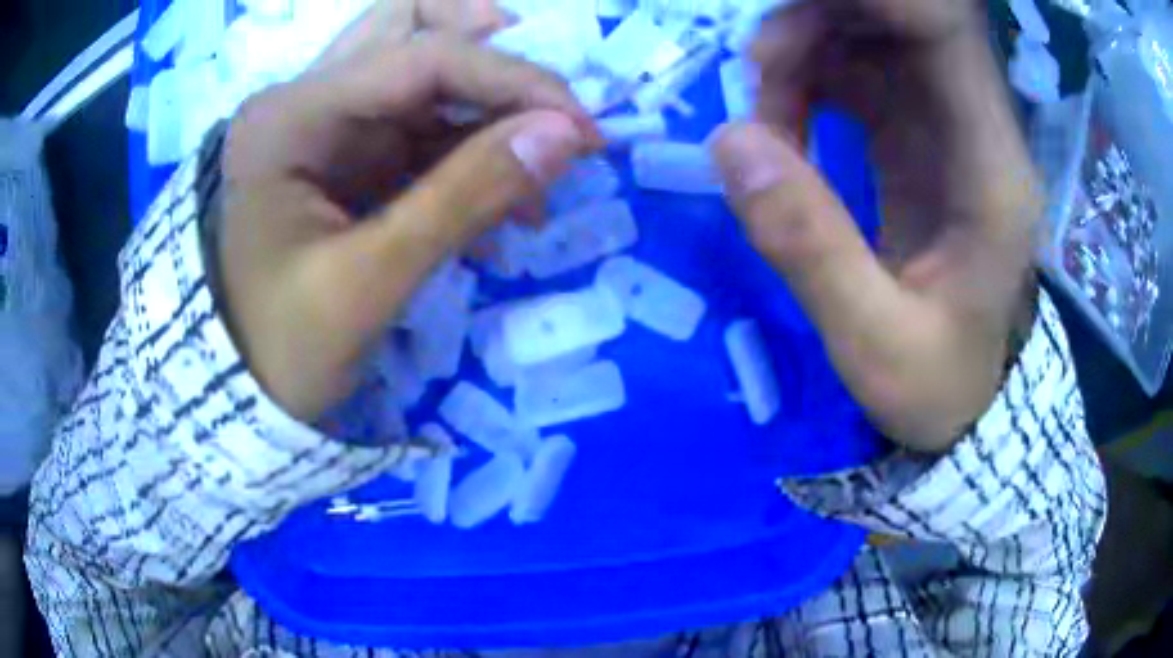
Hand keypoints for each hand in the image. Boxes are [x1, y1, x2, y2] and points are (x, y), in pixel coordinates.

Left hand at [219, 0, 599, 421]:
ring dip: (489, 108)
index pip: (423, 58)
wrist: (243, 393)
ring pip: (423, 70)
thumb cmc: (283, 349)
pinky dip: (470, 149)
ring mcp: (325, 122)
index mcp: (290, 118)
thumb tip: (566, 135)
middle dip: (492, 55)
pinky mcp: (345, 153)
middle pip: (413, 27)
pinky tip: (501, 203)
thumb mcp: (369, 284)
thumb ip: (465, 200)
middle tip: (547, 106)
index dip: (515, 82)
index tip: (585, 131)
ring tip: (533, 176)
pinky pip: (421, 123)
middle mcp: (305, 99)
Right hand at [712, 0, 1039, 451]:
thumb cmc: (937, 387)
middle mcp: (977, 131)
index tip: (786, 16)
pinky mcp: (921, 137)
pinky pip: (861, 70)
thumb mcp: (874, 346)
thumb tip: (730, 143)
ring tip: (763, 107)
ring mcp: (948, 128)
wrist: (967, 402)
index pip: (946, 33)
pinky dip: (811, 76)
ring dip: (808, 48)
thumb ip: (811, 249)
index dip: (878, 1)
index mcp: (990, 171)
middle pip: (904, 22)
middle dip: (821, 19)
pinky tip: (783, 120)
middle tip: (757, 65)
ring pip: (875, 36)